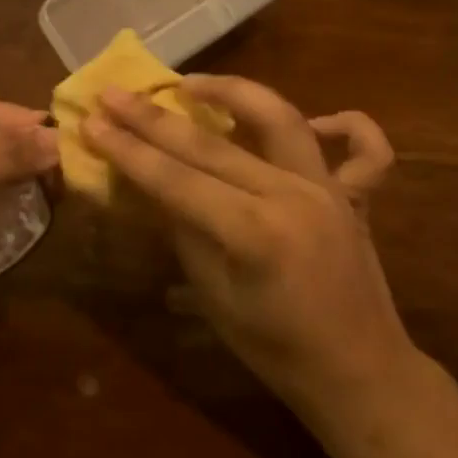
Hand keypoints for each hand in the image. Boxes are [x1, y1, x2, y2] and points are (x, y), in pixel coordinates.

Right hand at [82, 76, 413, 425]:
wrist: (359, 374)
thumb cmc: (277, 351)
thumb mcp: (216, 299)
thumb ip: (185, 234)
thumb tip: (154, 187)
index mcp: (254, 233)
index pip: (177, 180)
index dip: (129, 151)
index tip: (92, 121)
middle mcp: (292, 196)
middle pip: (213, 145)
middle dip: (156, 118)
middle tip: (116, 93)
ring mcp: (329, 190)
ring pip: (280, 119)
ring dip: (234, 93)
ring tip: (191, 83)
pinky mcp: (354, 195)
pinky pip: (365, 149)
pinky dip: (343, 124)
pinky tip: (313, 120)